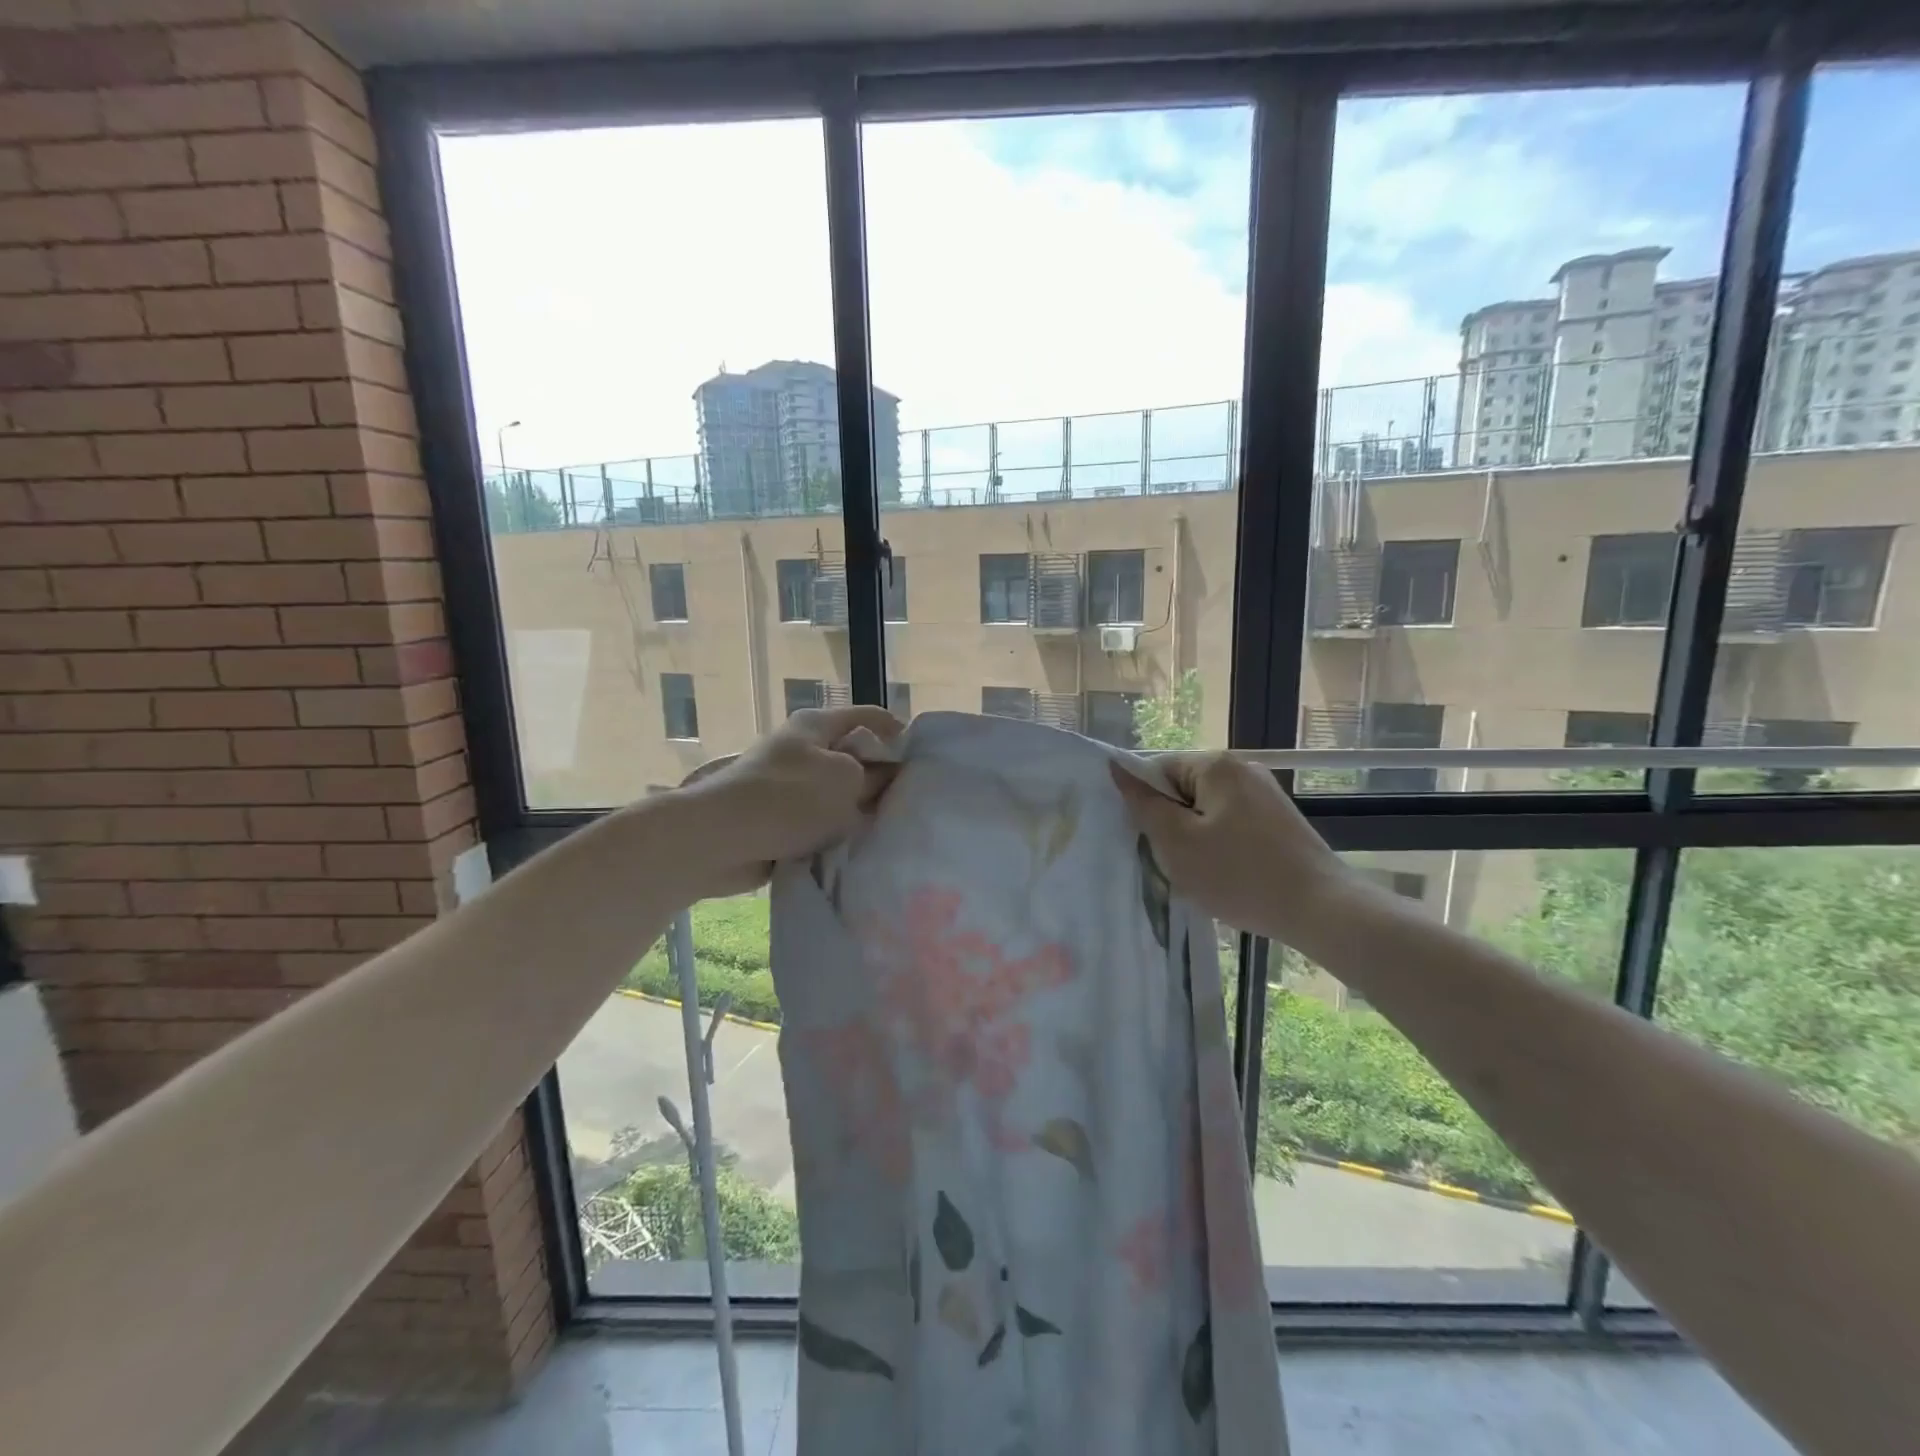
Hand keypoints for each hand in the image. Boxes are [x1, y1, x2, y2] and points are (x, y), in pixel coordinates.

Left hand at [675, 706, 902, 897]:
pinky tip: (856, 848)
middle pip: (855, 756)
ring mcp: (788, 783)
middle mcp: (803, 748)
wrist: (716, 839)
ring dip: (857, 810)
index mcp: (818, 726)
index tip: (924, 763)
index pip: (870, 717)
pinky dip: (834, 831)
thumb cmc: (787, 799)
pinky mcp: (779, 816)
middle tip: (912, 802)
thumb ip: (875, 777)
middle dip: (881, 777)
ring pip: (838, 792)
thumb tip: (888, 776)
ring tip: (888, 829)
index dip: (899, 733)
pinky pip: (818, 819)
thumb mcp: (845, 782)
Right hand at [1110, 752, 1352, 946]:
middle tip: (1176, 861)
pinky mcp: (1279, 820)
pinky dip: (1221, 847)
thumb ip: (1144, 804)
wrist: (1321, 909)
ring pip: (1206, 810)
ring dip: (1195, 839)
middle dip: (1172, 824)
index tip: (1153, 840)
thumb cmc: (1239, 874)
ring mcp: (1265, 793)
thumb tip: (1117, 767)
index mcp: (1216, 765)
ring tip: (1203, 873)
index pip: (1157, 770)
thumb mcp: (1177, 843)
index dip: (1147, 805)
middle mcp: (1242, 768)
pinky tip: (1228, 875)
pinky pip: (1231, 824)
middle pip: (1183, 789)